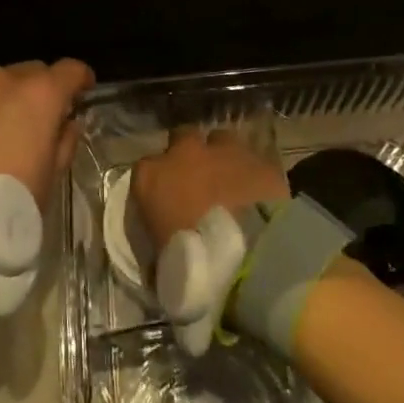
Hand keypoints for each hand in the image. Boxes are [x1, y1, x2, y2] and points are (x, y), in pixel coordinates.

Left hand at [0, 59, 95, 210]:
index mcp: (39, 94)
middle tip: (41, 120)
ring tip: (2, 134)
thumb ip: (63, 143)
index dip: (81, 80)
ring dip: (6, 101)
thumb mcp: (50, 178)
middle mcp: (3, 81)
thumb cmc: (8, 200)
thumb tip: (65, 126)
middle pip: (32, 73)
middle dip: (41, 91)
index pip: (71, 70)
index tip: (84, 93)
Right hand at [131, 127, 289, 249]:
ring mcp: (224, 150)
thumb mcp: (162, 263)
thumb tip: (161, 262)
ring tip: (231, 183)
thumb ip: (160, 249)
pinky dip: (253, 173)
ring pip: (220, 141)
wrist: (249, 255)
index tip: (166, 201)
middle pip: (183, 139)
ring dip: (222, 157)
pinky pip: (253, 159)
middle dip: (190, 154)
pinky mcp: (258, 159)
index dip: (158, 182)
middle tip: (199, 182)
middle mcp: (184, 152)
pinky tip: (258, 193)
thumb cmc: (193, 264)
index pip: (145, 168)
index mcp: (151, 177)